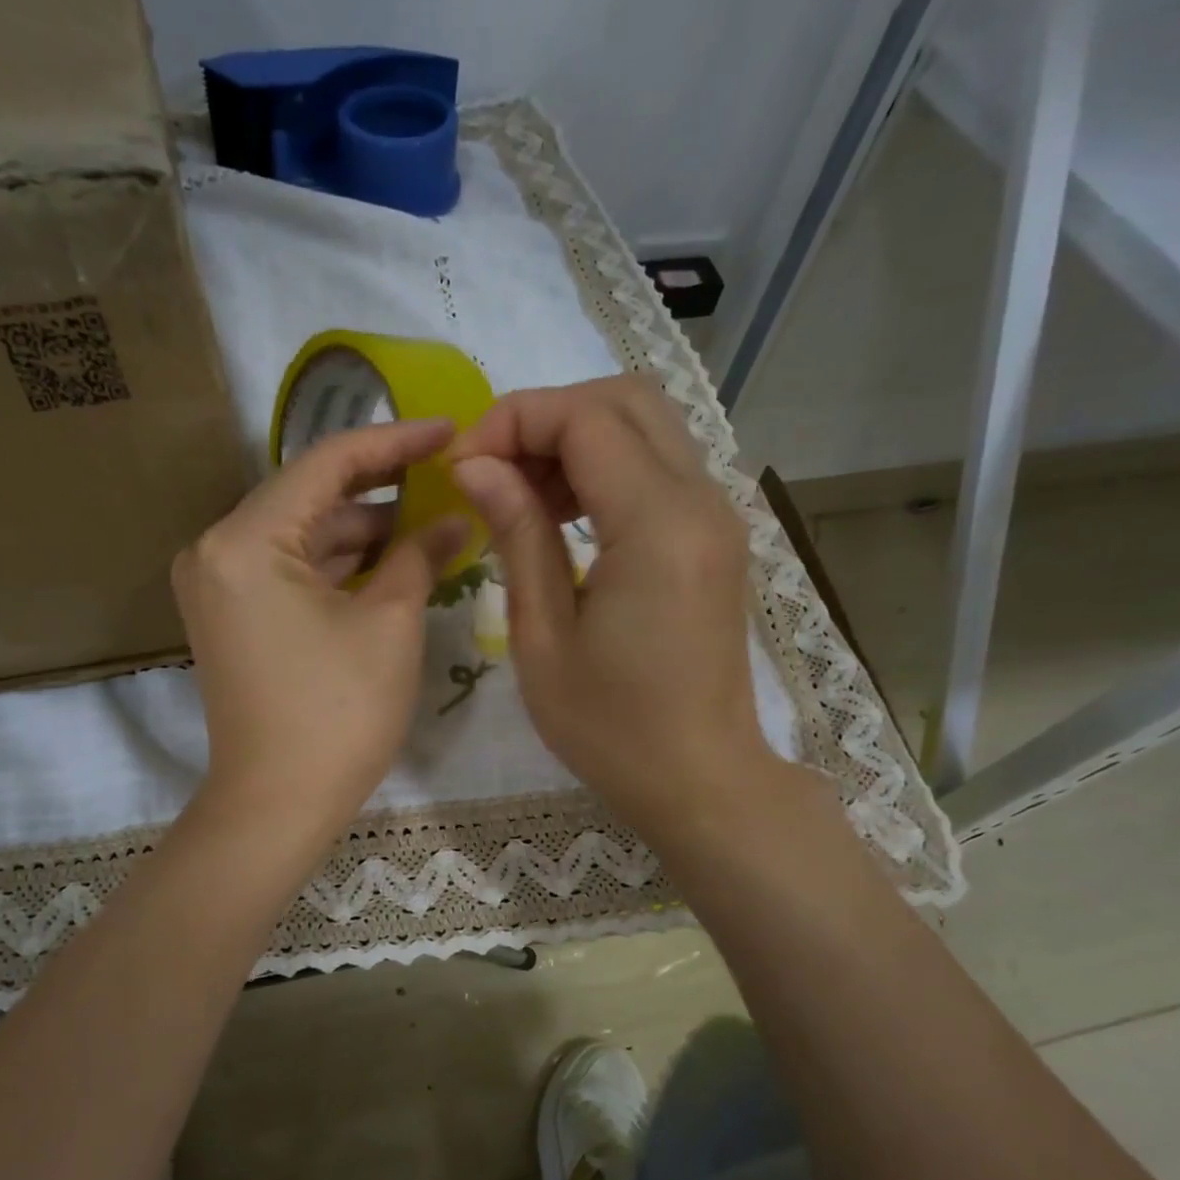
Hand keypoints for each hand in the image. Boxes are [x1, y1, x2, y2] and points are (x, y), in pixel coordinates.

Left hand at [174, 416, 467, 840]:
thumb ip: (420, 553)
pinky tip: (390, 560)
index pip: (326, 463)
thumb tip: (457, 515)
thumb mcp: (390, 623)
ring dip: (362, 531)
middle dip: (381, 490)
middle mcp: (215, 549)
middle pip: (309, 497)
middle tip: (447, 479)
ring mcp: (217, 585)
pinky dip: (336, 565)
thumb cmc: (338, 713)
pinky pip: (288, 569)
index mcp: (244, 539)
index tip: (448, 431)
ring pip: (301, 535)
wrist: (278, 805)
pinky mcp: (231, 615)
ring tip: (431, 522)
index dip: (394, 443)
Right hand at [449, 376, 774, 843]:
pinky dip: (606, 467)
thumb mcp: (543, 638)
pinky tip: (563, 515)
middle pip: (625, 400)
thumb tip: (478, 465)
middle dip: (547, 417)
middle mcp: (701, 502)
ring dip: (576, 439)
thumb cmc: (610, 728)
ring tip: (520, 495)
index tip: (462, 465)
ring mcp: (716, 516)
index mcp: (657, 527)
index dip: (514, 422)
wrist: (699, 779)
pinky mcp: (714, 537)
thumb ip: (518, 535)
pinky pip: (659, 467)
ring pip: (646, 426)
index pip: (585, 419)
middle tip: (491, 471)